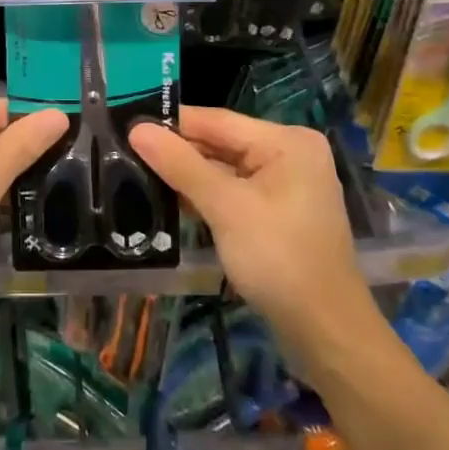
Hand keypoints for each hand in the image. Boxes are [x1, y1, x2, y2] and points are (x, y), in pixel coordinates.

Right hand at [129, 108, 384, 360]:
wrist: (324, 329)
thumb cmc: (278, 258)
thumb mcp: (225, 207)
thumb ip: (180, 165)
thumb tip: (137, 128)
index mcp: (286, 141)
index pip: (216, 120)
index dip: (170, 123)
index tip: (124, 125)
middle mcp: (289, 153)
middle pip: (220, 142)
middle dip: (177, 151)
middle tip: (124, 152)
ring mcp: (286, 183)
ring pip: (224, 168)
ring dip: (187, 174)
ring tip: (136, 173)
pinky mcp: (277, 210)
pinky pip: (233, 190)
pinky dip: (205, 194)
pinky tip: (170, 199)